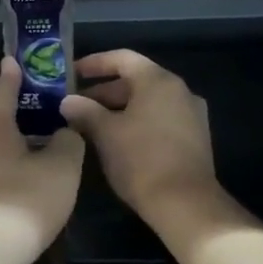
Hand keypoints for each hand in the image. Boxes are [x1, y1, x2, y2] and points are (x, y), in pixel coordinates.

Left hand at [0, 58, 84, 263]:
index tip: (13, 60)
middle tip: (33, 99)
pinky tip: (21, 173)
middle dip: (10, 107)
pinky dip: (4, 162)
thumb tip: (65, 130)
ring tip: (33, 137)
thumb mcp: (61, 168)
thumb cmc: (24, 199)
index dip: (12, 74)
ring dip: (8, 138)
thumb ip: (68, 142)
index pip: (3, 89)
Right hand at [60, 49, 223, 232]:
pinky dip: (138, 121)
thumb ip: (85, 111)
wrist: (186, 205)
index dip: (95, 63)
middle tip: (77, 105)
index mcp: (158, 81)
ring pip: (148, 101)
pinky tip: (118, 140)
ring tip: (92, 124)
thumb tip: (67, 101)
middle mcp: (179, 90)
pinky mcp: (195, 137)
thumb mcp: (106, 134)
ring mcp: (191, 114)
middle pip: (136, 80)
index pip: (122, 58)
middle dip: (104, 91)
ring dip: (119, 108)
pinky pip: (160, 118)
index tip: (72, 72)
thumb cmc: (141, 160)